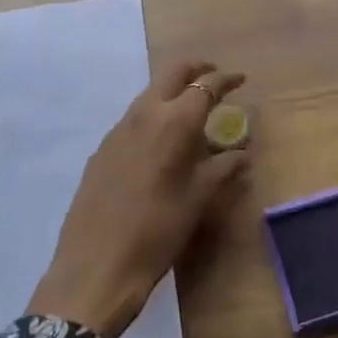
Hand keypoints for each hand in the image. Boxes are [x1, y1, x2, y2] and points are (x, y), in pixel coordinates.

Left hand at [28, 59, 247, 337]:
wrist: (96, 267)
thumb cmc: (158, 231)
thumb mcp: (199, 200)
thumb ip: (223, 168)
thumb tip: (242, 153)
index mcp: (174, 122)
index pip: (205, 86)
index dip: (225, 79)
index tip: (241, 79)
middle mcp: (144, 115)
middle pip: (172, 74)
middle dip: (196, 70)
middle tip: (214, 76)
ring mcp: (118, 130)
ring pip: (149, 95)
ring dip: (172, 92)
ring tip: (191, 111)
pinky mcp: (101, 150)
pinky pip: (133, 119)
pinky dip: (153, 116)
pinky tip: (160, 142)